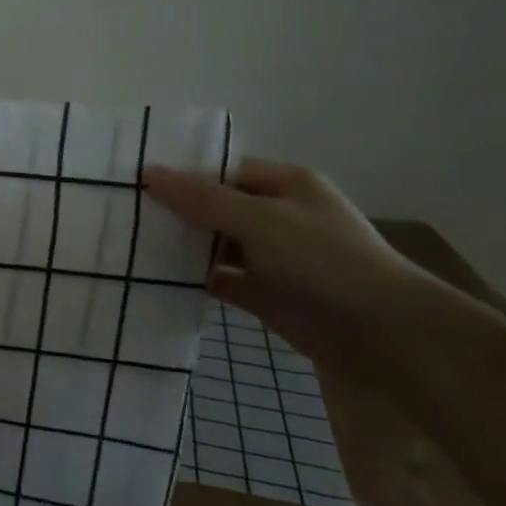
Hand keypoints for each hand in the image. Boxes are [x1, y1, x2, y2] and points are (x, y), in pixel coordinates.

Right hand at [143, 159, 433, 386]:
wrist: (383, 334)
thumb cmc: (324, 260)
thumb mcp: (260, 220)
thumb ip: (203, 199)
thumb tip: (149, 173)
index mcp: (284, 185)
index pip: (224, 170)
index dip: (183, 174)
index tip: (135, 180)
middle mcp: (276, 216)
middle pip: (215, 207)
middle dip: (175, 210)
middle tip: (122, 212)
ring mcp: (270, 257)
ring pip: (214, 244)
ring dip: (181, 246)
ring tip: (128, 242)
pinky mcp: (264, 294)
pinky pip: (219, 279)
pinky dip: (192, 280)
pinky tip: (154, 278)